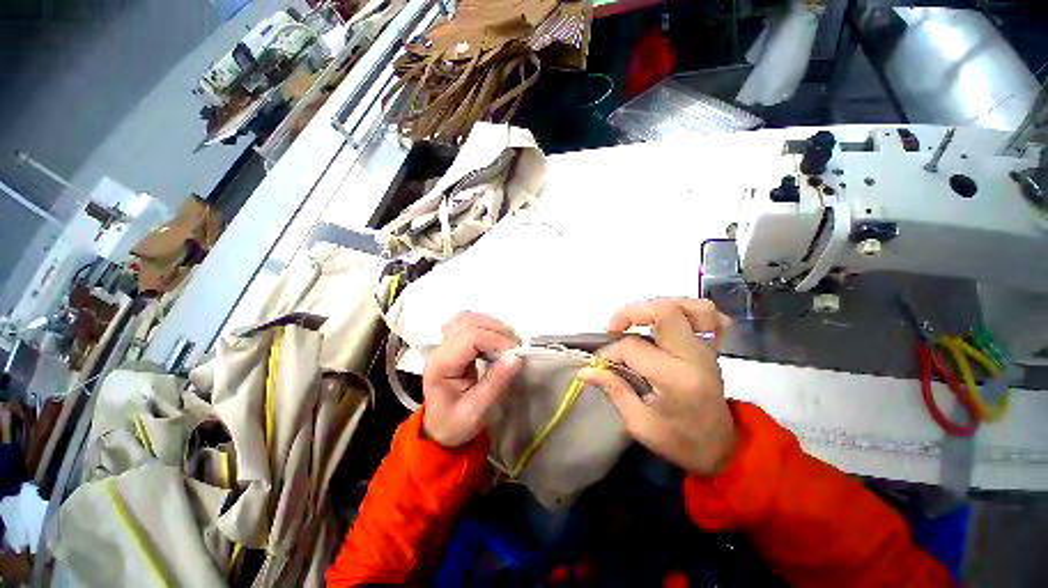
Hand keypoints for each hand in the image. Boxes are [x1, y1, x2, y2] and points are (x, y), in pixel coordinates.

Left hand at [422, 312, 522, 446]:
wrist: (439, 429)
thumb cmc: (455, 424)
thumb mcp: (477, 411)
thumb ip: (496, 383)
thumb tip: (516, 357)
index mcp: (441, 365)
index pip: (469, 337)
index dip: (496, 340)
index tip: (515, 354)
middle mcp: (440, 349)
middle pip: (467, 322)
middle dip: (496, 330)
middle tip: (514, 348)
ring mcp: (444, 344)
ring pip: (466, 318)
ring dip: (490, 325)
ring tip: (507, 342)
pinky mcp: (452, 344)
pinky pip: (468, 323)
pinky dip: (485, 326)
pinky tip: (496, 340)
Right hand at [578, 298, 736, 475]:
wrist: (720, 448)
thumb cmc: (678, 440)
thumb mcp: (639, 423)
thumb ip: (613, 389)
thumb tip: (585, 370)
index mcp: (676, 379)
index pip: (633, 347)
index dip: (610, 351)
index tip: (600, 362)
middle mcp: (695, 357)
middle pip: (666, 312)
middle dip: (631, 312)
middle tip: (613, 327)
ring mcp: (708, 350)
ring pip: (691, 307)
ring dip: (659, 305)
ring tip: (639, 318)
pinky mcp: (714, 348)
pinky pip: (712, 317)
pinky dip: (691, 310)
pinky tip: (673, 319)